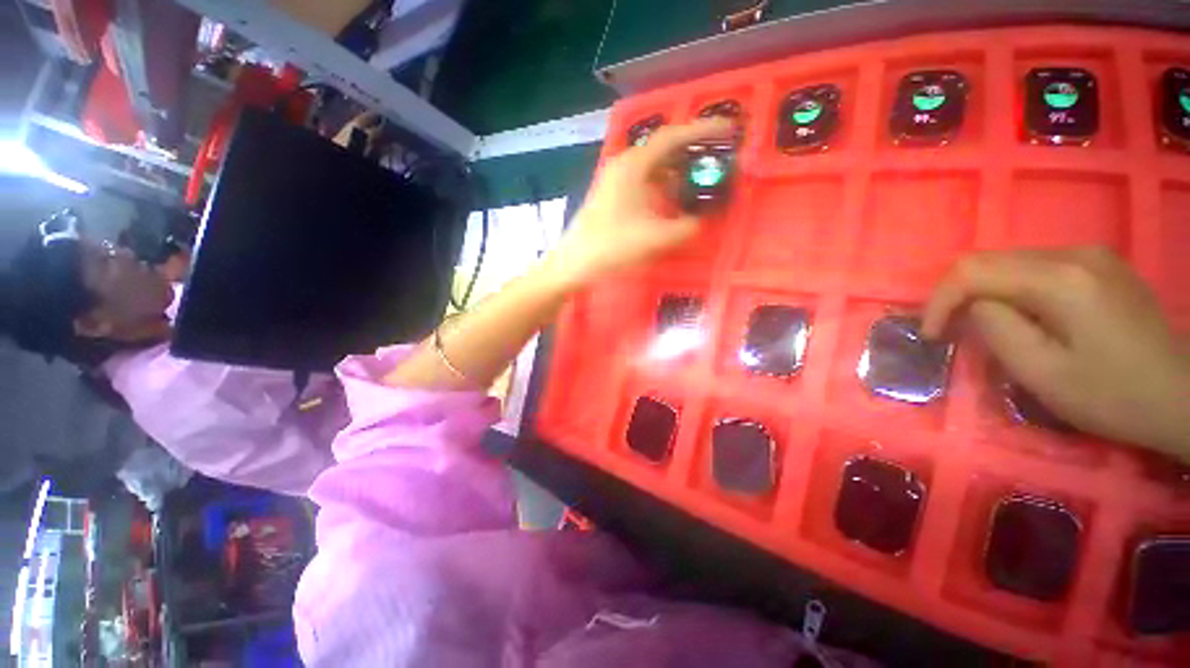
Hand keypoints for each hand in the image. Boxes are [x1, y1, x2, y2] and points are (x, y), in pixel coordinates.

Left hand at [548, 118, 734, 286]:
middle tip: (719, 159)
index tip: (729, 130)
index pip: (673, 137)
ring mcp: (615, 181)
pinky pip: (645, 184)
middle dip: (693, 153)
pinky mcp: (612, 197)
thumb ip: (687, 227)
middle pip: (664, 150)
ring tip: (703, 181)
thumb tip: (703, 221)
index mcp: (633, 165)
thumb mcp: (656, 238)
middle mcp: (624, 166)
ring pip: (654, 169)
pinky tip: (675, 202)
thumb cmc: (612, 246)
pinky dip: (664, 189)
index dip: (703, 130)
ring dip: (678, 173)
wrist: (574, 264)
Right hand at [923, 247, 1189, 458]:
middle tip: (948, 332)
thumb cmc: (1114, 396)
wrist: (1183, 396)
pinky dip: (1012, 290)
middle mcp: (1073, 253)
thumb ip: (997, 329)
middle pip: (990, 260)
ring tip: (981, 327)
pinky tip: (1021, 316)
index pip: (973, 270)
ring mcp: (1091, 255)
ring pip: (1011, 262)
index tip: (930, 335)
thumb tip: (975, 307)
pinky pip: (1036, 268)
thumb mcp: (1043, 373)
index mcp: (1060, 279)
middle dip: (957, 296)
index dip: (939, 300)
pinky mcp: (1100, 265)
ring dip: (984, 293)